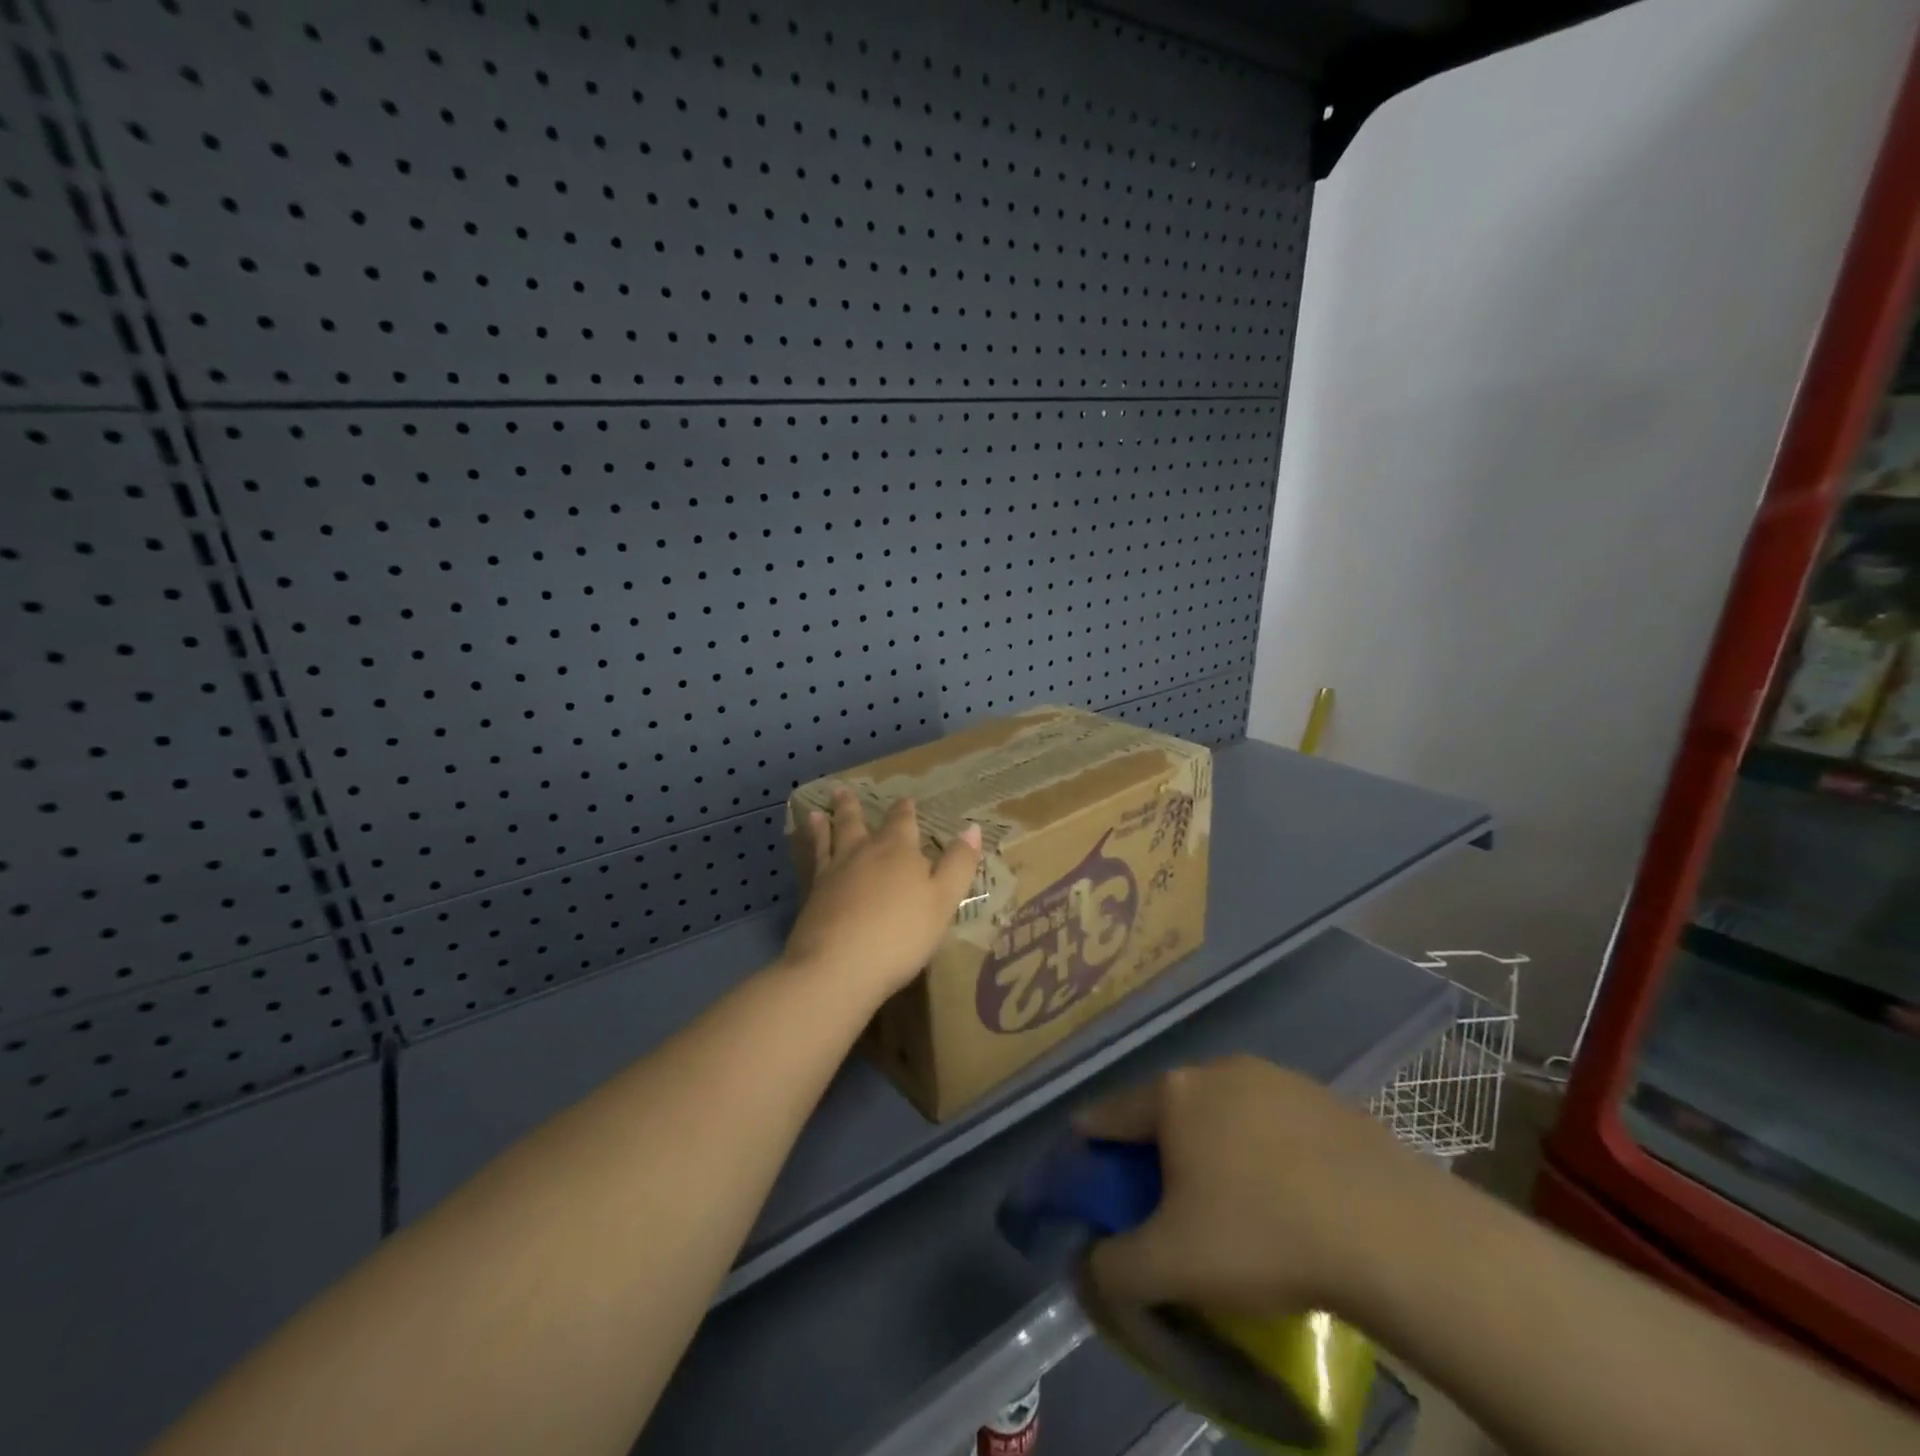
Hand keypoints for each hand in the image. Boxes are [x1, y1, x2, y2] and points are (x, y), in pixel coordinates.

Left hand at [781, 788, 982, 1006]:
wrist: (839, 966)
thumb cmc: (901, 934)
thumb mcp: (944, 900)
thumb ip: (958, 864)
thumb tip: (972, 828)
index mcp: (898, 850)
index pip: (902, 822)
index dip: (904, 810)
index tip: (904, 799)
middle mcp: (863, 853)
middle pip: (857, 823)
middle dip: (853, 807)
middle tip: (842, 790)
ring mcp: (833, 873)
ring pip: (829, 839)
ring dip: (826, 824)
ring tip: (818, 813)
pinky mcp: (812, 896)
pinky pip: (811, 862)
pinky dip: (809, 849)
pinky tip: (804, 849)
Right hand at [1073, 1056, 1446, 1316]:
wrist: (1393, 1230)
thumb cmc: (1264, 1235)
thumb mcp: (1172, 1267)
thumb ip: (1113, 1267)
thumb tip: (1090, 1264)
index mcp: (1174, 1094)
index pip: (1110, 1113)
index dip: (1091, 1143)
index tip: (1088, 1169)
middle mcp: (1217, 1069)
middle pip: (1168, 1109)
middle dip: (1157, 1149)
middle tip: (1165, 1200)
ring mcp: (1275, 1077)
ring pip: (1222, 1111)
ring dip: (1213, 1146)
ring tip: (1232, 1202)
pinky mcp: (1324, 1097)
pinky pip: (1272, 1122)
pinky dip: (1264, 1150)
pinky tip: (1289, 1195)